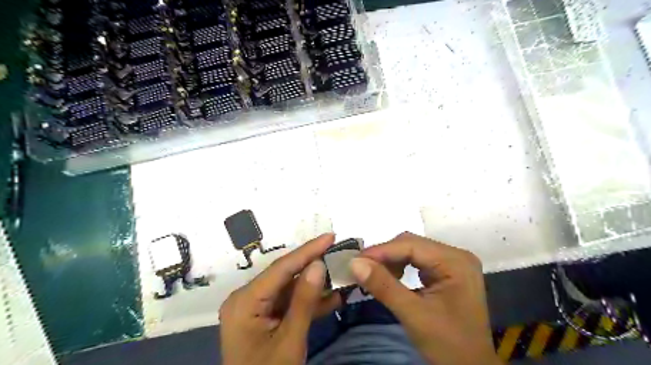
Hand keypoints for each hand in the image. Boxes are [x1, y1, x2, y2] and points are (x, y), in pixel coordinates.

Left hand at [219, 234, 341, 364]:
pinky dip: (309, 301)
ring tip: (340, 272)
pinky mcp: (265, 317)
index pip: (281, 268)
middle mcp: (247, 298)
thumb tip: (319, 265)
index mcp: (244, 301)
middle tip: (337, 251)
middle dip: (313, 265)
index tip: (330, 236)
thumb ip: (304, 301)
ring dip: (315, 285)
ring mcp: (256, 308)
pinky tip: (332, 297)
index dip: (308, 250)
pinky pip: (289, 302)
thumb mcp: (290, 340)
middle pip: (285, 275)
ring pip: (290, 288)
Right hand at [348, 232, 498, 363]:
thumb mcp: (413, 315)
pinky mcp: (446, 273)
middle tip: (361, 267)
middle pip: (411, 245)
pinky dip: (399, 267)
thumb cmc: (448, 345)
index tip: (355, 260)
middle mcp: (455, 255)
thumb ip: (383, 286)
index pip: (411, 245)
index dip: (381, 251)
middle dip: (385, 255)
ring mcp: (452, 263)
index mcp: (455, 261)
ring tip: (372, 274)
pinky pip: (417, 262)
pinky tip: (389, 278)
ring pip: (412, 252)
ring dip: (390, 261)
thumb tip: (354, 263)